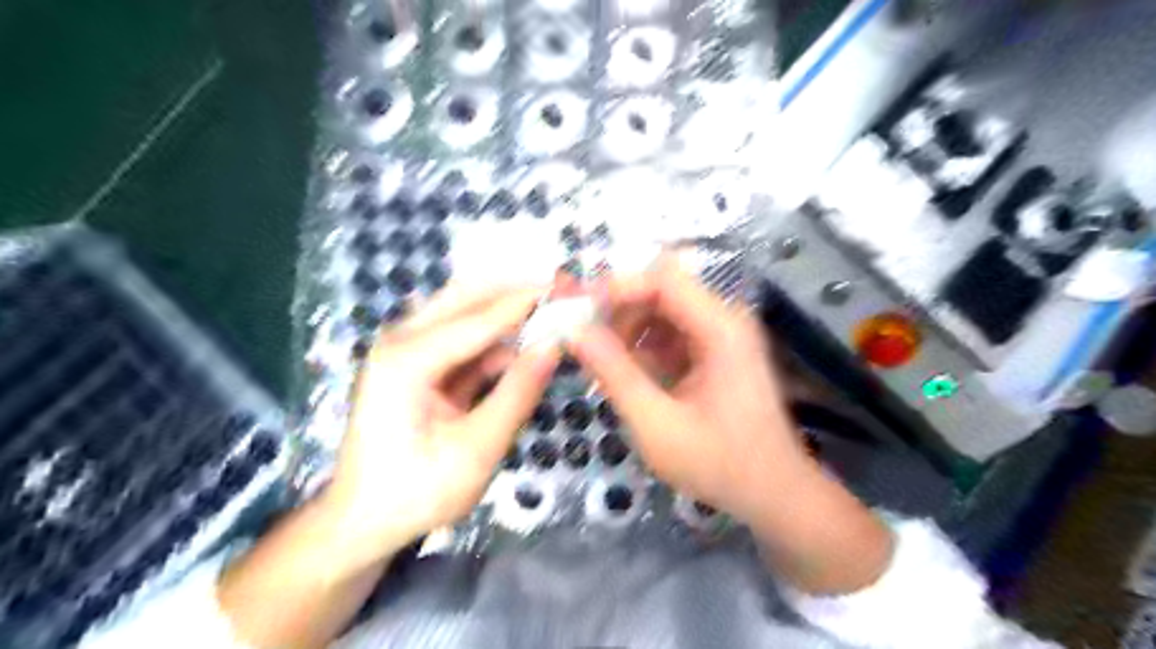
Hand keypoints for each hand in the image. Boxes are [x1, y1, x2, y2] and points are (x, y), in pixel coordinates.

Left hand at [325, 287, 558, 560]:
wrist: (363, 522)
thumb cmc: (416, 492)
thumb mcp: (477, 449)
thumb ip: (518, 392)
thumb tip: (555, 344)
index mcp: (407, 359)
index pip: (480, 317)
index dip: (527, 301)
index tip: (570, 286)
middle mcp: (402, 341)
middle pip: (466, 297)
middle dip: (515, 291)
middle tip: (562, 291)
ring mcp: (407, 350)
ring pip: (465, 312)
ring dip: (507, 312)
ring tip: (553, 312)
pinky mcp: (418, 364)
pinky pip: (464, 339)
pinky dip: (496, 339)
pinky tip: (527, 344)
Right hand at [567, 255, 805, 523]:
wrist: (774, 493)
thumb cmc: (719, 463)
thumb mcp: (656, 423)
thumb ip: (614, 373)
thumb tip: (574, 332)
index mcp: (720, 328)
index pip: (663, 278)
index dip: (617, 287)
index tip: (579, 311)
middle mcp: (725, 320)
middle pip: (662, 290)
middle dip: (619, 310)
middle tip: (583, 340)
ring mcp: (723, 336)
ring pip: (664, 311)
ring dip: (629, 330)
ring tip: (602, 363)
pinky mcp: (717, 353)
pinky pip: (673, 334)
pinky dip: (645, 348)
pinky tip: (628, 374)